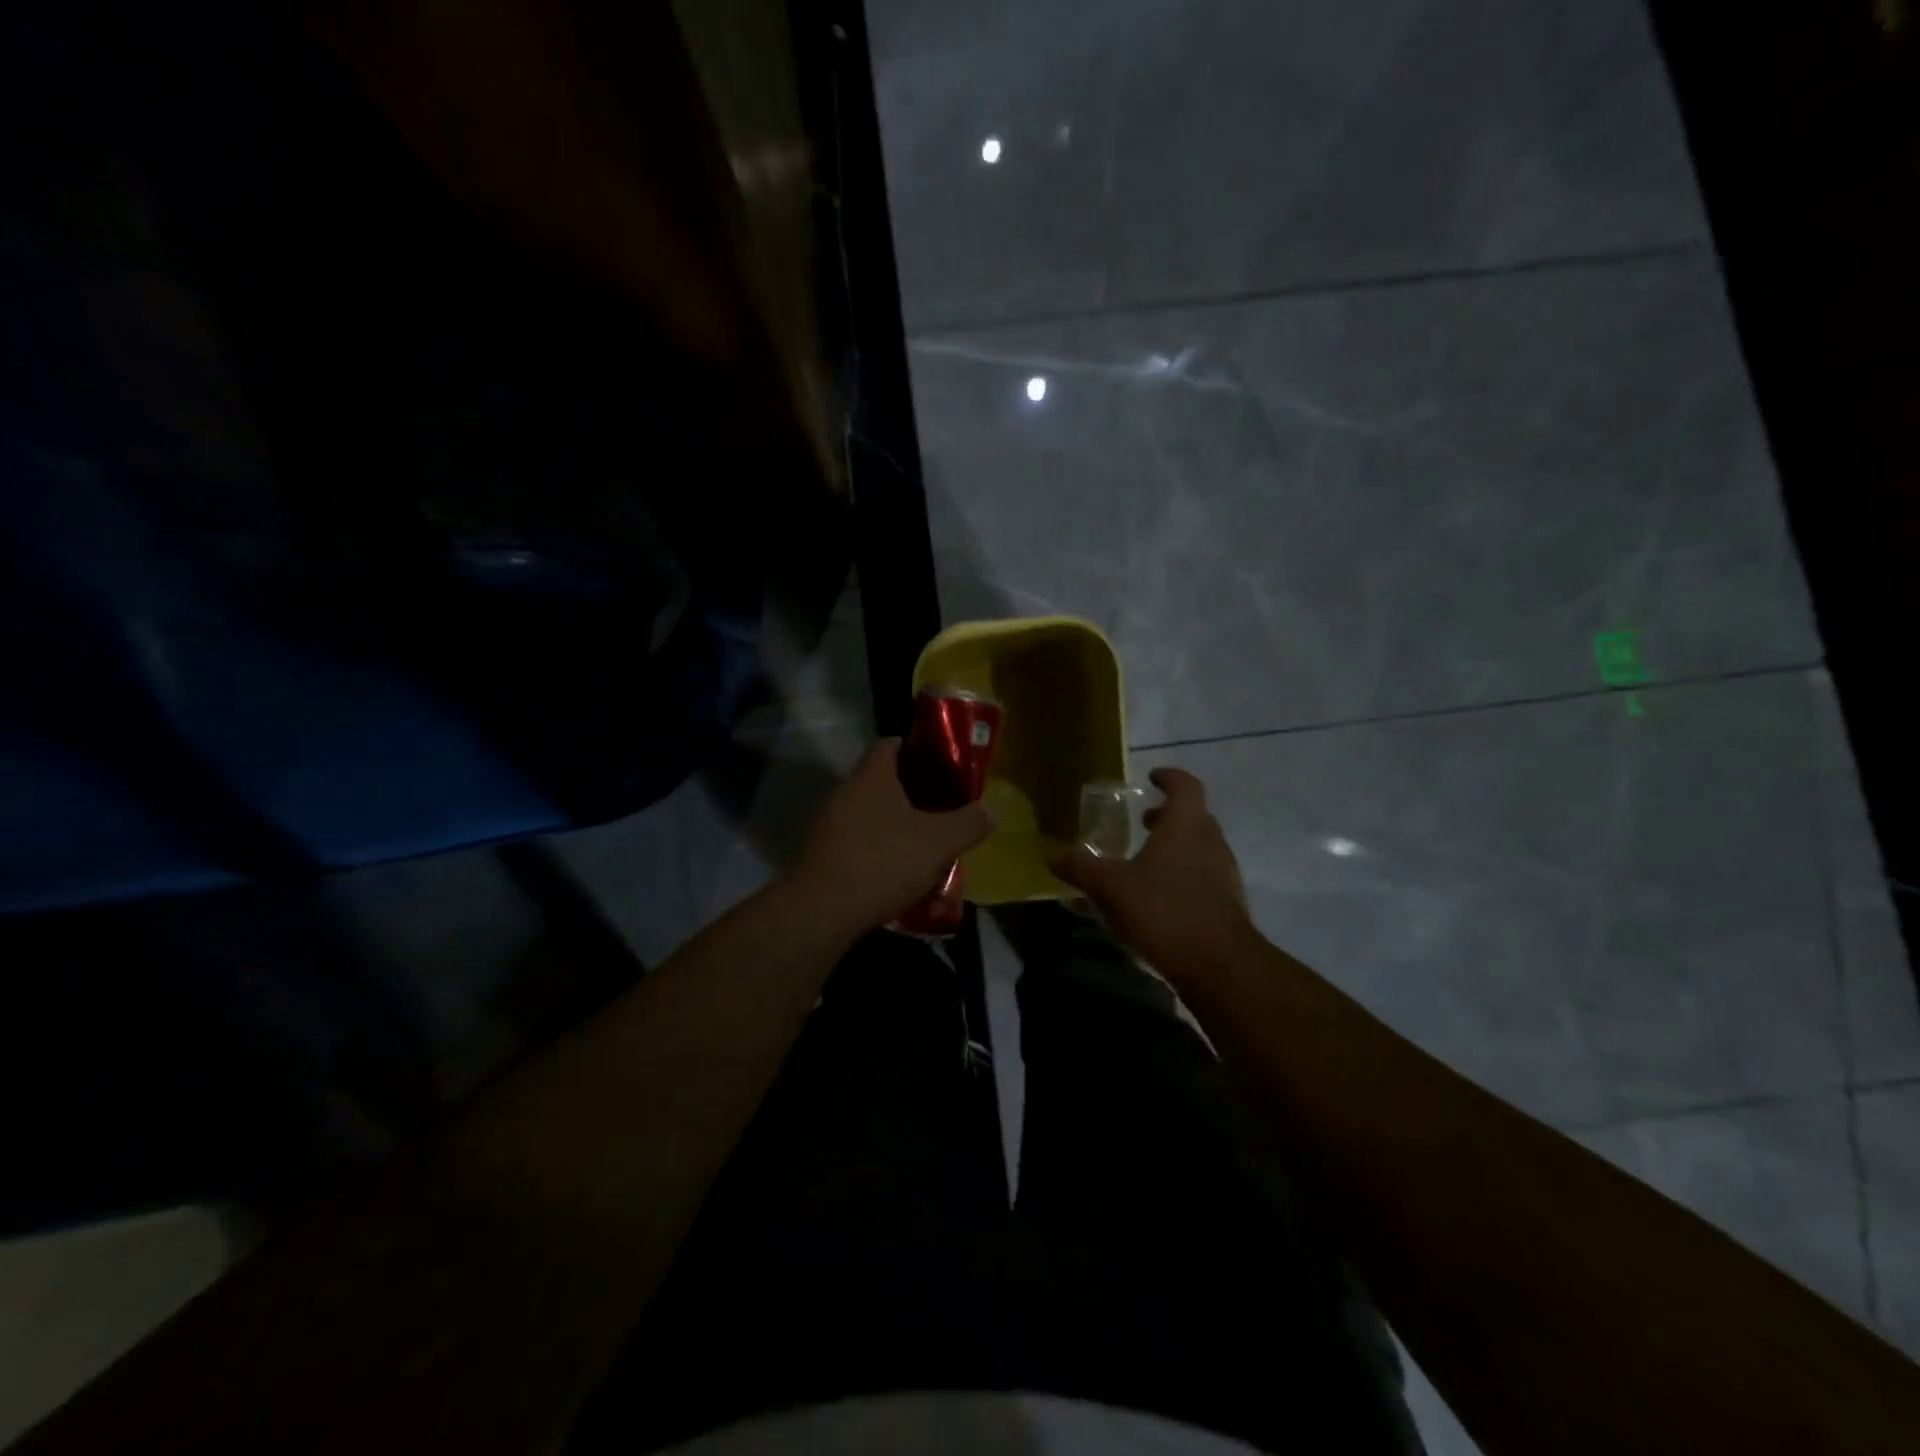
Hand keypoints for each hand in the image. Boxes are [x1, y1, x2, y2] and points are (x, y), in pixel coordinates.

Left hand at [788, 739, 995, 937]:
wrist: (821, 912)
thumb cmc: (883, 862)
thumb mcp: (938, 842)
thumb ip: (968, 822)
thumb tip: (992, 809)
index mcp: (872, 776)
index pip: (890, 744)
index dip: (916, 748)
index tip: (942, 765)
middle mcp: (845, 792)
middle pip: (881, 780)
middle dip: (912, 792)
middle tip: (942, 808)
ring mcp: (829, 824)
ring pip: (869, 813)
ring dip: (895, 824)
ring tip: (925, 843)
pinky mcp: (822, 855)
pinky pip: (857, 841)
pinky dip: (878, 849)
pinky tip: (898, 872)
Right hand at [1052, 767, 1255, 976]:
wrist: (1218, 965)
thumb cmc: (1164, 909)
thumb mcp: (1110, 887)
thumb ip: (1081, 868)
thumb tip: (1051, 856)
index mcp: (1186, 825)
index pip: (1186, 785)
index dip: (1169, 777)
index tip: (1151, 777)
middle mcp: (1210, 842)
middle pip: (1194, 816)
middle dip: (1168, 815)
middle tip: (1142, 820)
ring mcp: (1224, 874)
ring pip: (1199, 848)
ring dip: (1175, 847)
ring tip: (1144, 862)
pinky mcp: (1227, 904)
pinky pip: (1203, 877)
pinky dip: (1182, 876)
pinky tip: (1157, 898)